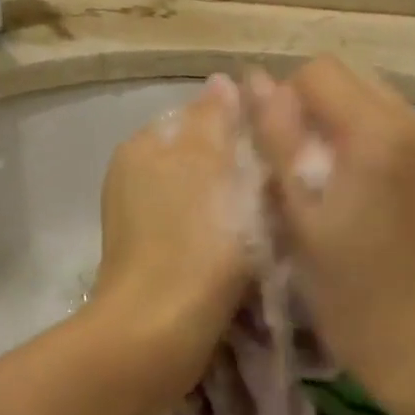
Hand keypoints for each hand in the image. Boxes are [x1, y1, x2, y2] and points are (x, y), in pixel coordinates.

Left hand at [89, 76, 251, 391]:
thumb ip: (218, 120)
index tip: (282, 147)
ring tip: (270, 220)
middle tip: (282, 186)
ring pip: (201, 195)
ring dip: (233, 202)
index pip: (202, 115)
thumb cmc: (196, 242)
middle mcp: (133, 175)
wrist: (157, 333)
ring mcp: (137, 219)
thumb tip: (222, 81)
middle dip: (239, 167)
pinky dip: (218, 233)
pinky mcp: (149, 258)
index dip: (245, 126)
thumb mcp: (215, 167)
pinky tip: (244, 250)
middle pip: (202, 156)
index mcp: (143, 145)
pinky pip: (194, 228)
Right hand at [248, 56, 414, 414]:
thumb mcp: (300, 216)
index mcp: (381, 134)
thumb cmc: (351, 293)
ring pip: (385, 108)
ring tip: (342, 189)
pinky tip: (377, 203)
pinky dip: (384, 150)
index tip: (280, 152)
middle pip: (357, 82)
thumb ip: (277, 139)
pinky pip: (412, 137)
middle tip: (306, 172)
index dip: (287, 101)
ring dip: (353, 131)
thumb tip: (254, 80)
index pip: (321, 72)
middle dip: (321, 113)